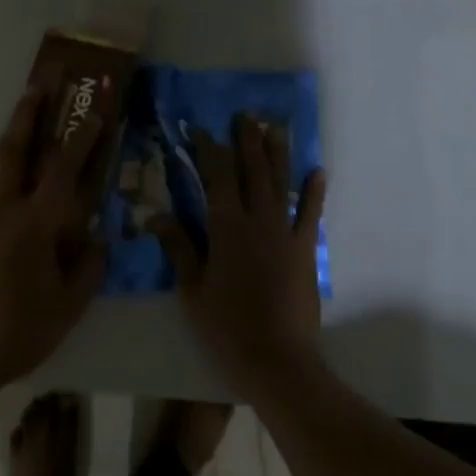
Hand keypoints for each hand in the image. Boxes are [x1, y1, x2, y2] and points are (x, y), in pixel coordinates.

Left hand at [0, 85, 107, 395]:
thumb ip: (89, 268)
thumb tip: (98, 241)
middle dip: (30, 110)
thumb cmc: (19, 330)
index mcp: (36, 222)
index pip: (64, 167)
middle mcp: (2, 209)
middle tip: (41, 82)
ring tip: (16, 131)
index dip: (83, 136)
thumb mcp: (70, 306)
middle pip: (15, 147)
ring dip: (4, 142)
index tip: (95, 110)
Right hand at [150, 113, 327, 393]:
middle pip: (253, 171)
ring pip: (282, 183)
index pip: (217, 177)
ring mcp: (286, 233)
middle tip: (246, 116)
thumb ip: (179, 248)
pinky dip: (315, 192)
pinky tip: (319, 171)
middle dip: (247, 141)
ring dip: (279, 153)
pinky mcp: (305, 250)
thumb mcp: (192, 290)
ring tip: (276, 128)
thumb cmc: (227, 326)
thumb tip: (157, 215)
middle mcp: (258, 220)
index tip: (203, 130)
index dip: (210, 150)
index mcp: (226, 227)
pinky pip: (312, 214)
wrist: (277, 359)